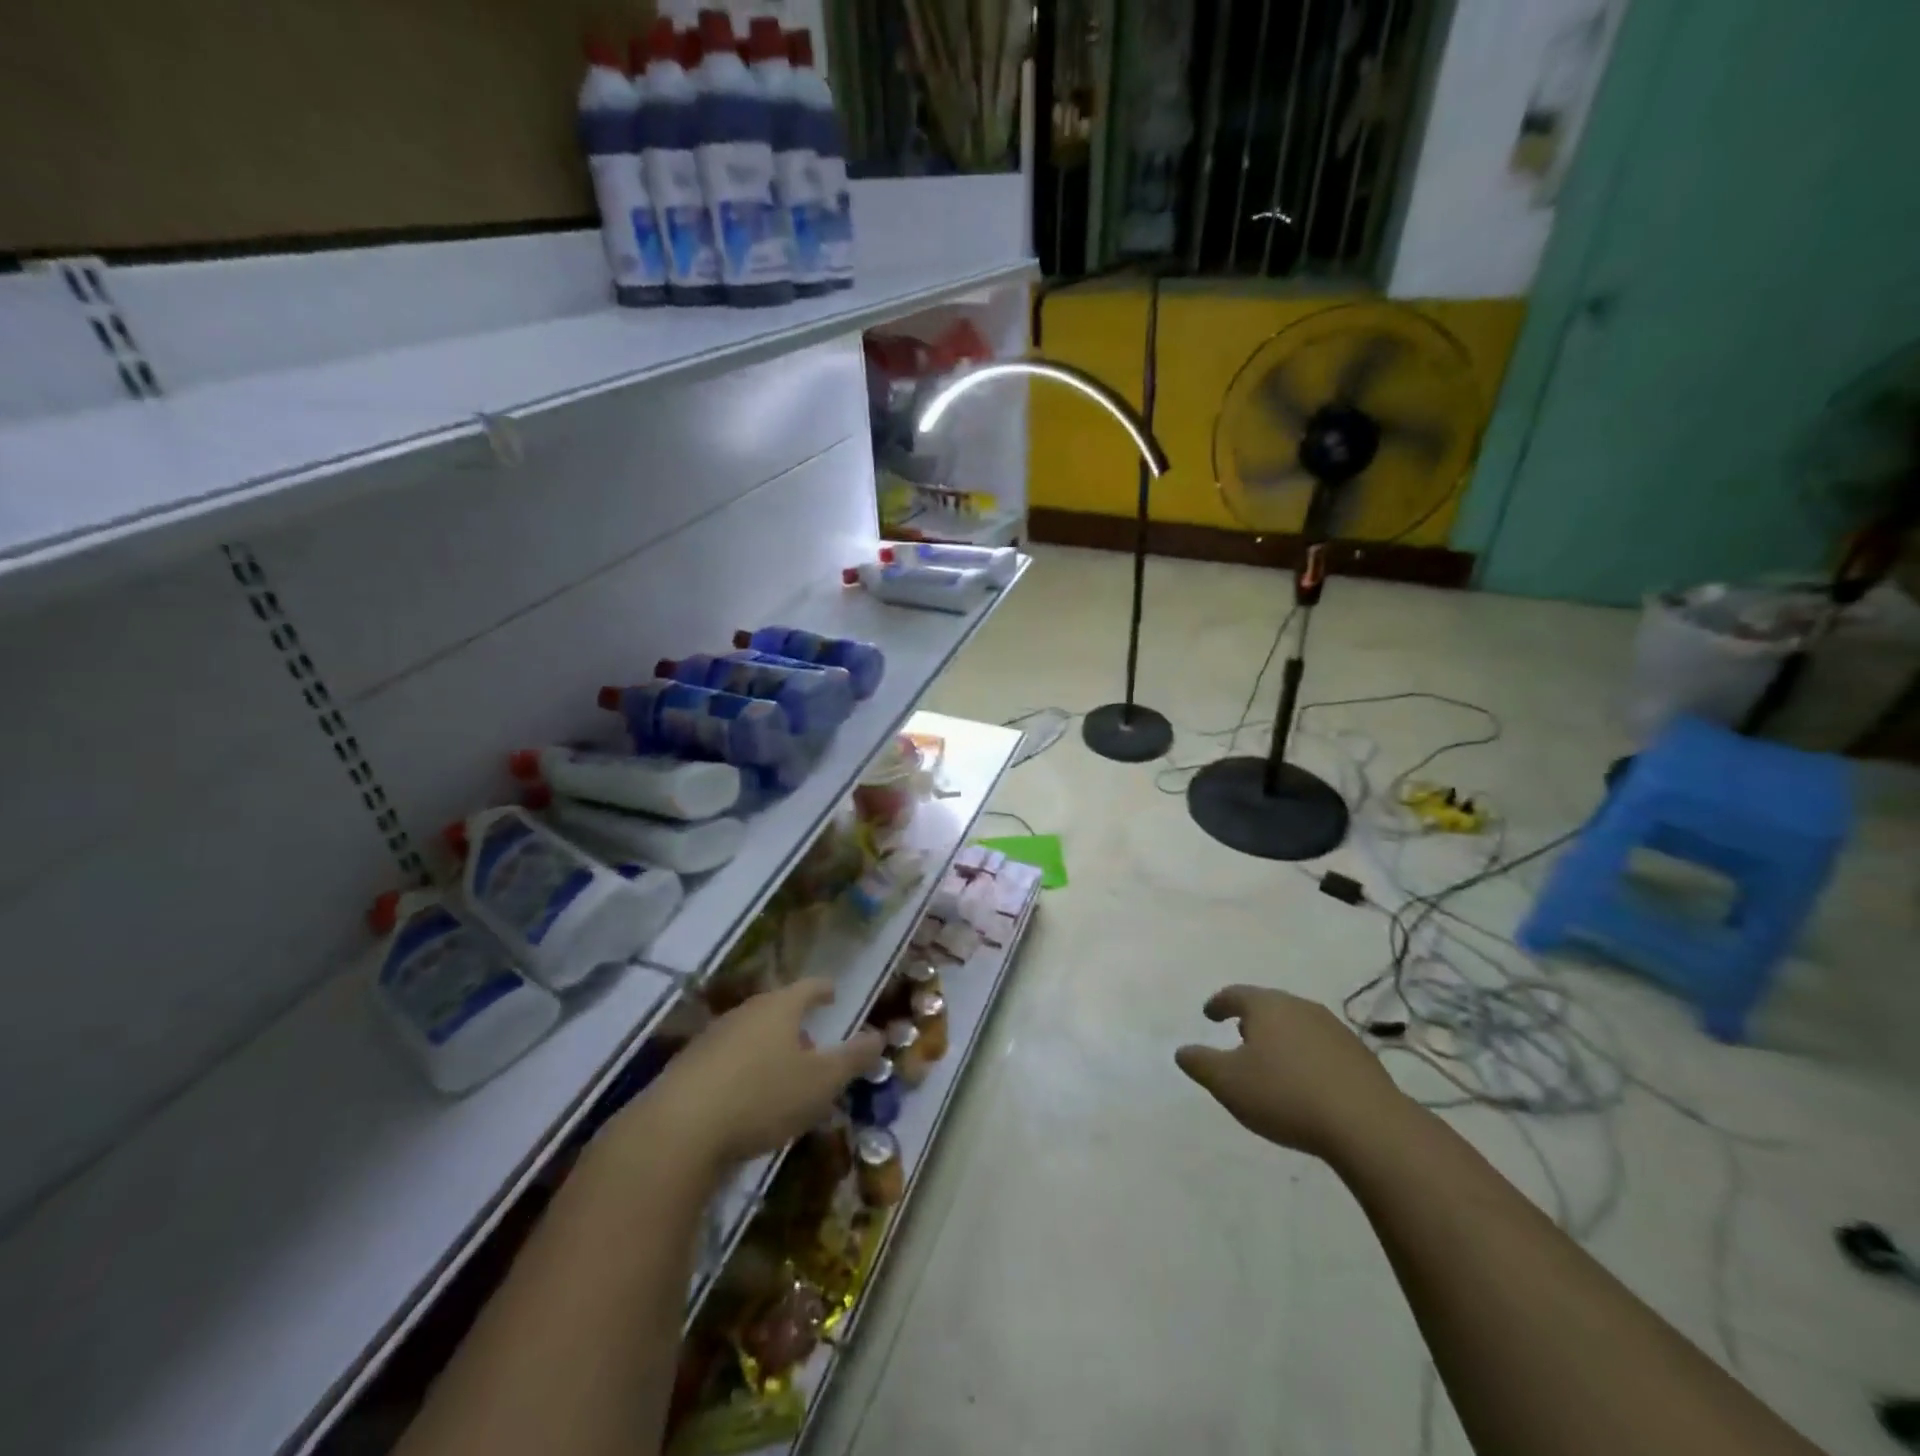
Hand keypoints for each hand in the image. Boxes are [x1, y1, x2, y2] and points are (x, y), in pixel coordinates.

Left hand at [623, 978, 884, 1170]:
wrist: (677, 1130)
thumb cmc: (762, 1096)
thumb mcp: (821, 1082)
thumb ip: (853, 1058)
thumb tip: (879, 1035)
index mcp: (780, 1007)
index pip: (809, 986)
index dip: (824, 989)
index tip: (833, 993)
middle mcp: (746, 1012)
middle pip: (777, 1009)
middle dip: (796, 1025)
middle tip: (813, 1046)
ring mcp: (712, 1037)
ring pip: (750, 1033)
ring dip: (769, 1048)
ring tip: (782, 1076)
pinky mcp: (688, 1066)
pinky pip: (727, 1058)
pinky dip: (743, 1069)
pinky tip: (746, 1098)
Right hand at [1175, 984, 1406, 1160]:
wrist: (1368, 1125)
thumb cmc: (1286, 1095)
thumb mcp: (1228, 1083)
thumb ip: (1200, 1063)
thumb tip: (1182, 1051)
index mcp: (1267, 1006)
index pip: (1235, 994)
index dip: (1219, 1003)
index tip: (1209, 1014)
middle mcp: (1300, 1007)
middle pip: (1269, 1005)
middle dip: (1251, 1018)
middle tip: (1239, 1035)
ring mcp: (1334, 1030)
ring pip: (1297, 1024)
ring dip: (1281, 1037)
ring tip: (1272, 1060)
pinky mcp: (1360, 1056)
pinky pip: (1321, 1047)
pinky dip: (1306, 1056)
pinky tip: (1305, 1081)